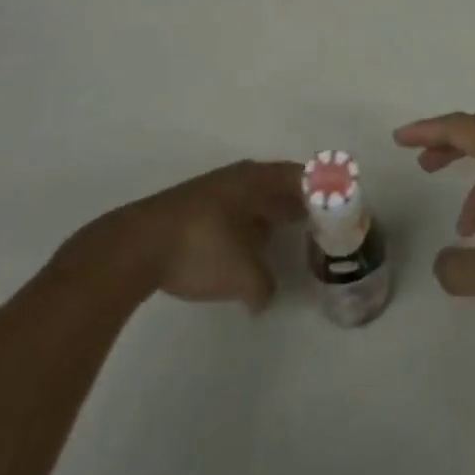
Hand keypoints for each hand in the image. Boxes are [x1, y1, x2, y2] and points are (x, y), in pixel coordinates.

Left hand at [61, 160, 302, 312]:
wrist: (136, 246)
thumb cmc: (201, 248)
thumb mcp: (244, 275)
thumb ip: (264, 286)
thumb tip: (264, 297)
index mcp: (259, 180)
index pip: (302, 177)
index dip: (323, 190)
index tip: (339, 207)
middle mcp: (240, 177)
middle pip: (279, 184)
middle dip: (299, 203)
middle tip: (318, 225)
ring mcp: (214, 191)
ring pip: (255, 198)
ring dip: (272, 214)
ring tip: (286, 237)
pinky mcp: (193, 209)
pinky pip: (235, 211)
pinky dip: (249, 225)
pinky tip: (247, 249)